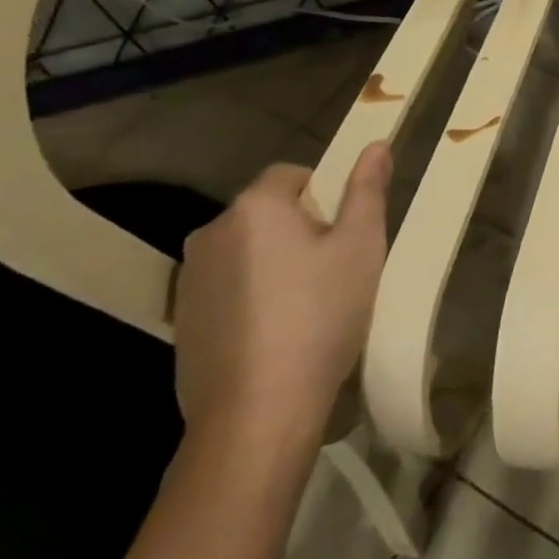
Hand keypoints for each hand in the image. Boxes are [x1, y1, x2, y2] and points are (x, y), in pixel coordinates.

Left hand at [172, 143, 390, 445]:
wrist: (257, 413)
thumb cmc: (320, 316)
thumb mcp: (361, 247)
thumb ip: (367, 190)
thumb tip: (376, 144)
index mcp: (256, 206)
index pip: (293, 174)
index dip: (325, 197)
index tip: (344, 236)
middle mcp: (212, 231)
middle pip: (268, 212)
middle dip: (299, 231)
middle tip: (332, 272)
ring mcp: (190, 278)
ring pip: (247, 251)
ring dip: (273, 263)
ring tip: (305, 308)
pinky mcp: (182, 320)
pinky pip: (227, 288)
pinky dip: (250, 298)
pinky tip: (274, 335)